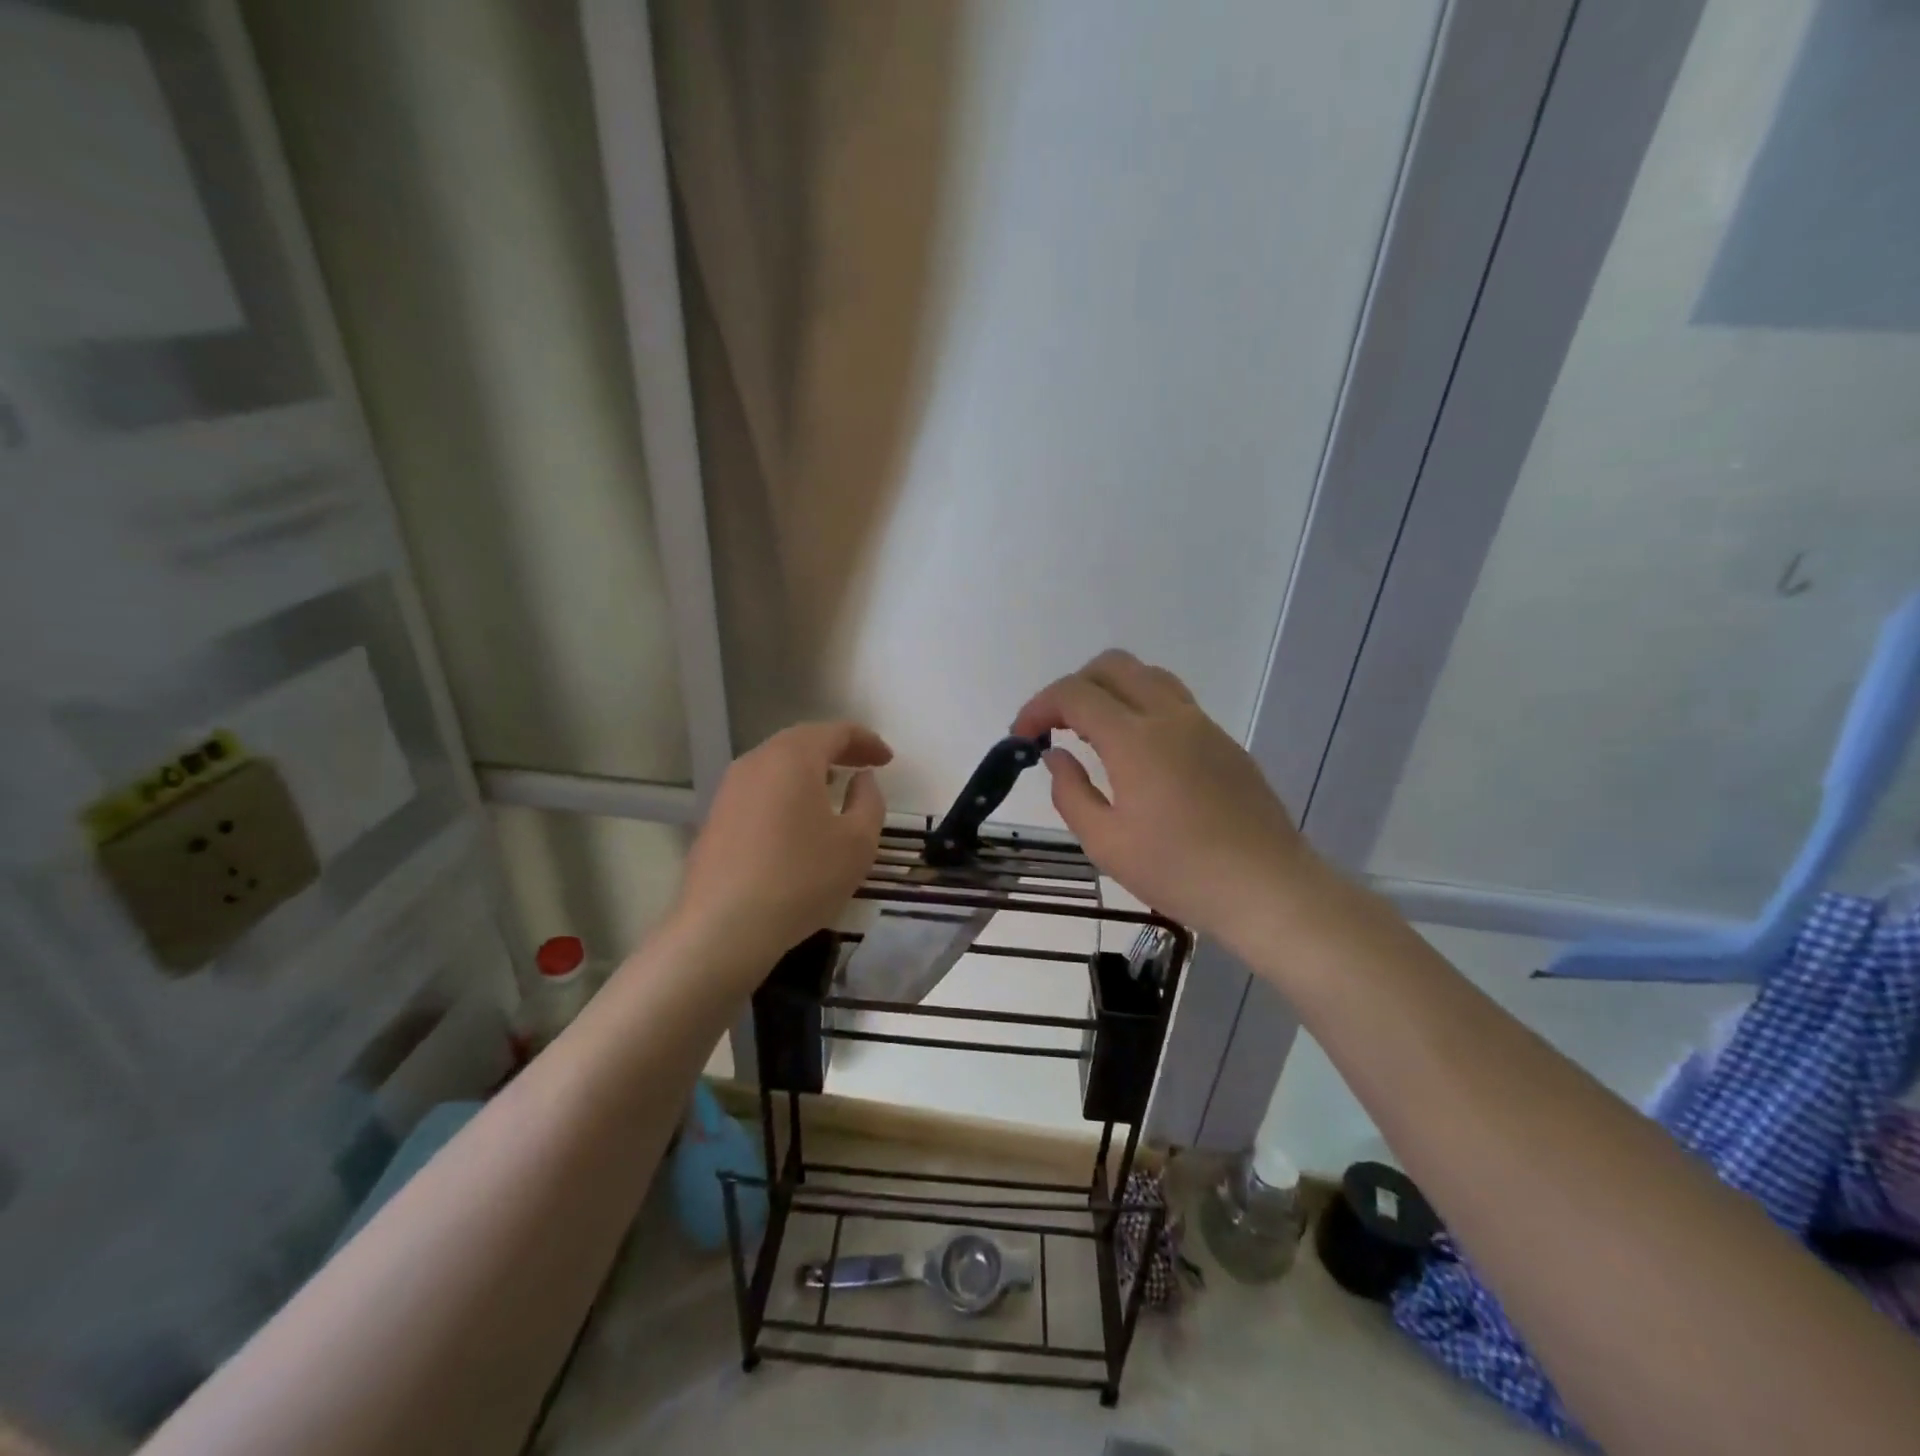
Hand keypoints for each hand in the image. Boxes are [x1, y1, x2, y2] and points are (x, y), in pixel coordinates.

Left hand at [674, 721, 891, 971]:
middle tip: (865, 765)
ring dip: (809, 769)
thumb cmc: (801, 879)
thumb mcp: (858, 843)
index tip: (888, 760)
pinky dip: (786, 790)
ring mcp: (729, 789)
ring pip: (777, 764)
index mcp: (793, 757)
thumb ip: (869, 801)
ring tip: (834, 786)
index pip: (835, 732)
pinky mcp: (716, 817)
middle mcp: (756, 762)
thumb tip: (861, 779)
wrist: (723, 928)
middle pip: (802, 741)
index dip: (866, 741)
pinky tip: (798, 817)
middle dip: (837, 749)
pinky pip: (760, 788)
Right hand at [1011, 650, 1316, 951]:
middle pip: (1113, 665)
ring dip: (1110, 691)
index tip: (1022, 736)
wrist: (1267, 888)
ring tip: (1093, 735)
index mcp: (1135, 739)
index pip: (1074, 694)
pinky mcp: (1224, 742)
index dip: (1038, 707)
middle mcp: (1170, 716)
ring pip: (1148, 676)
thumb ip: (1070, 792)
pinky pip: (1173, 702)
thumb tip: (1055, 756)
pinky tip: (1136, 755)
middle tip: (1055, 727)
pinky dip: (1140, 707)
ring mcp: (1203, 725)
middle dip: (1073, 686)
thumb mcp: (1106, 843)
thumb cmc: (1178, 871)